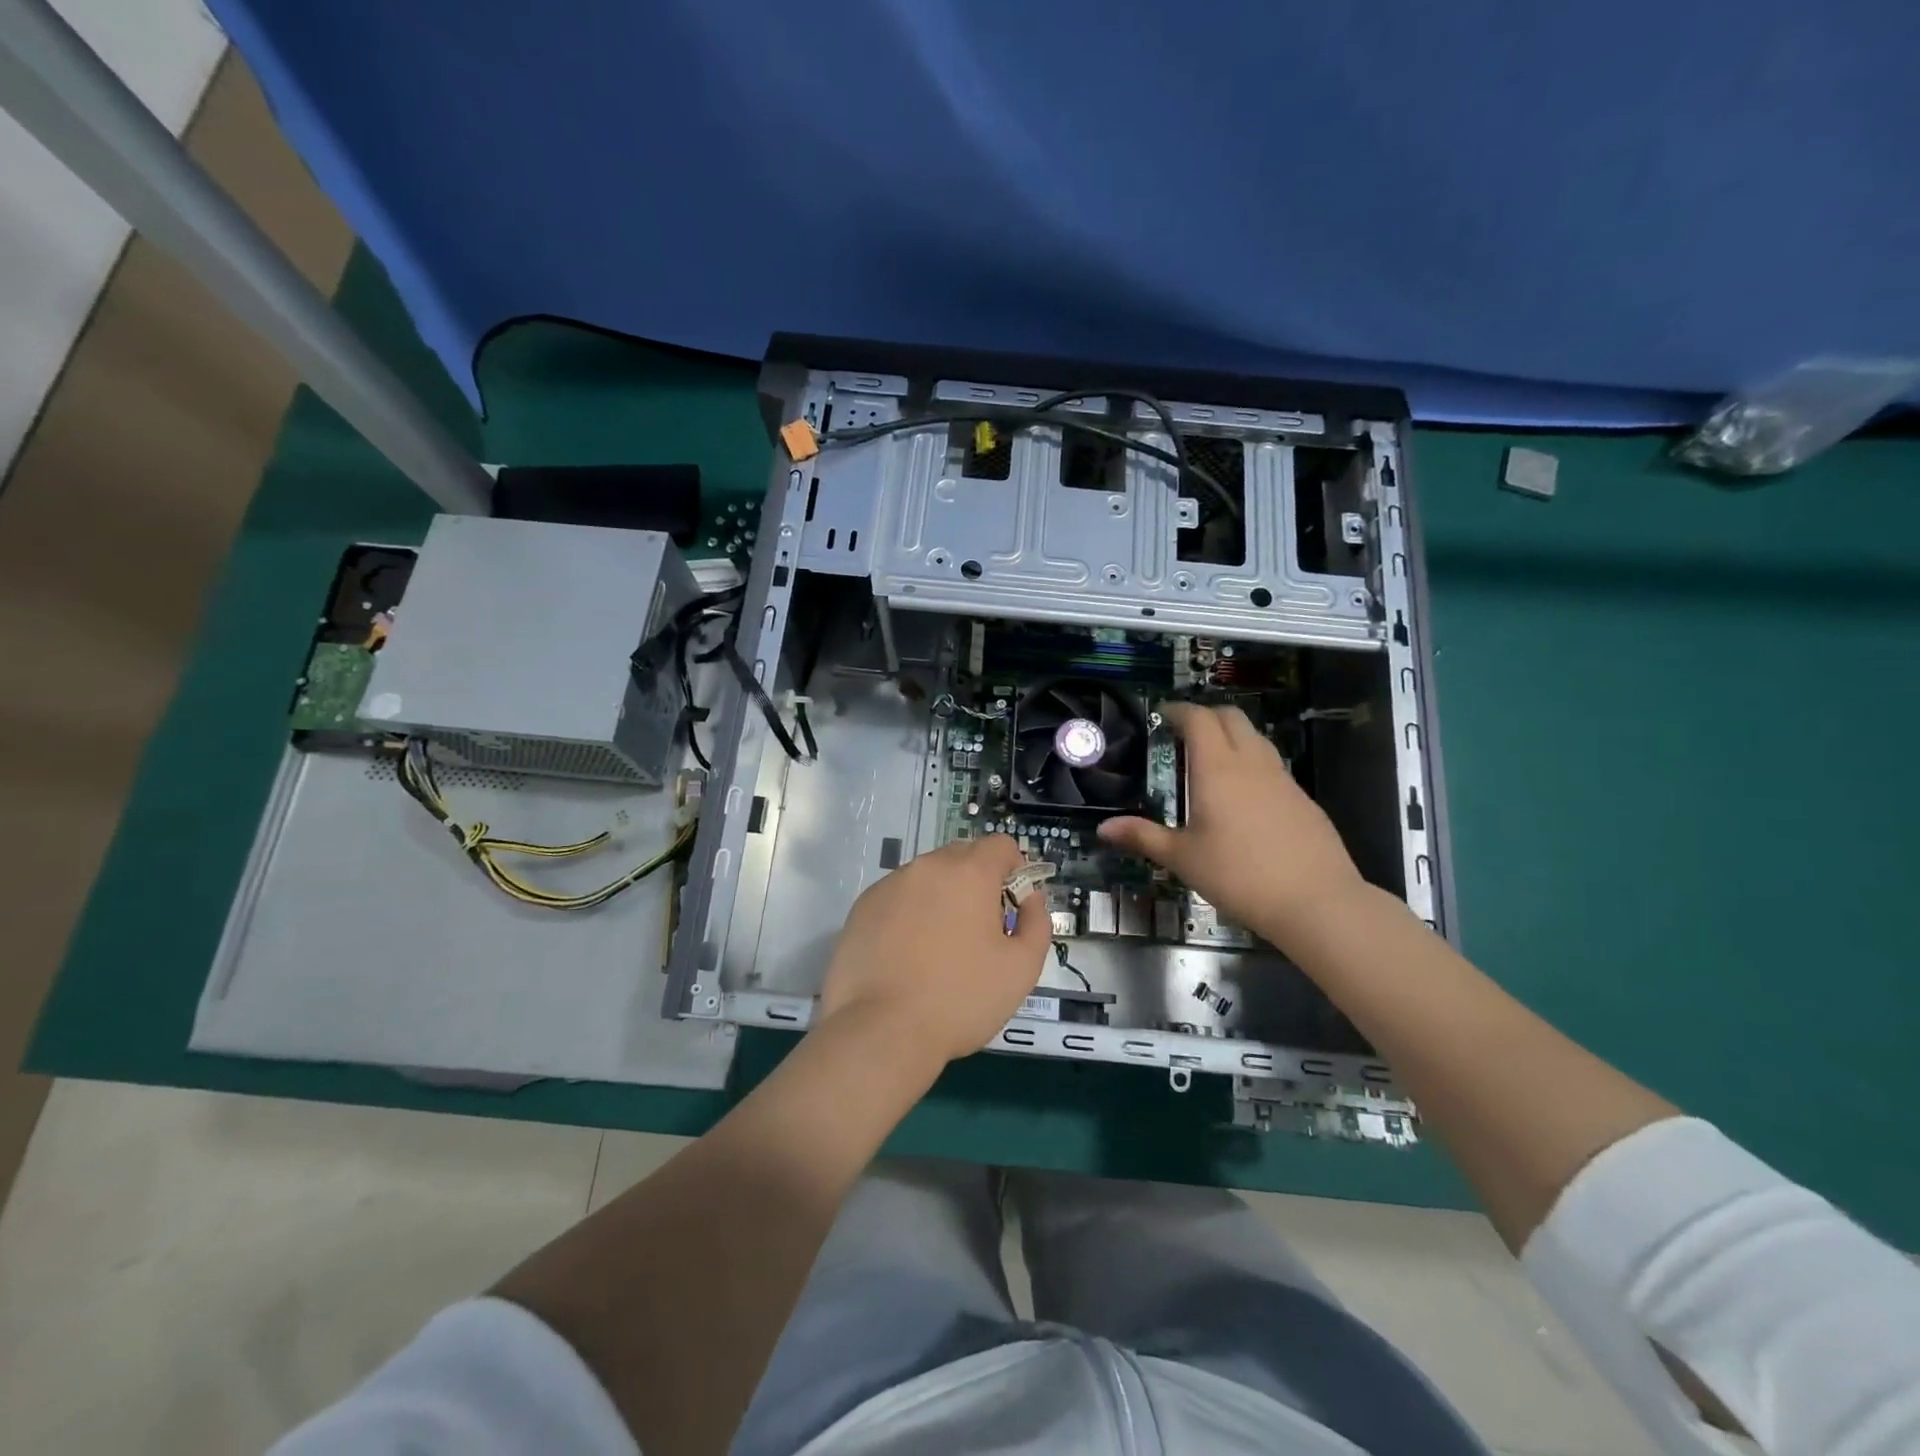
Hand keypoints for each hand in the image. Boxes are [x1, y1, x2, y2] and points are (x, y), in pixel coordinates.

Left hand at [817, 834, 1050, 1065]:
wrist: (882, 1031)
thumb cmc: (960, 999)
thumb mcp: (1021, 969)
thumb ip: (1036, 923)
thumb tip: (1030, 898)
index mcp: (969, 873)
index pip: (1000, 845)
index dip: (1014, 869)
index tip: (1012, 905)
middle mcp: (927, 867)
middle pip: (962, 857)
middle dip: (977, 882)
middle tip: (979, 931)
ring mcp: (889, 885)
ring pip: (927, 878)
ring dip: (941, 898)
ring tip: (939, 948)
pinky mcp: (862, 908)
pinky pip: (897, 898)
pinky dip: (909, 914)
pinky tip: (906, 955)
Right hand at [1098, 702, 1364, 949]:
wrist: (1316, 901)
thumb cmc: (1239, 875)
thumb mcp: (1183, 859)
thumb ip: (1143, 837)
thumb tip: (1103, 828)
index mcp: (1218, 769)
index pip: (1199, 719)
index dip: (1179, 710)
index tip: (1162, 714)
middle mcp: (1251, 763)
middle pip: (1231, 718)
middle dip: (1206, 716)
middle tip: (1184, 732)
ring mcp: (1283, 779)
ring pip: (1256, 738)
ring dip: (1232, 736)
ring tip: (1212, 758)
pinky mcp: (1303, 799)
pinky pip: (1272, 765)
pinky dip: (1252, 762)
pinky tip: (1244, 794)